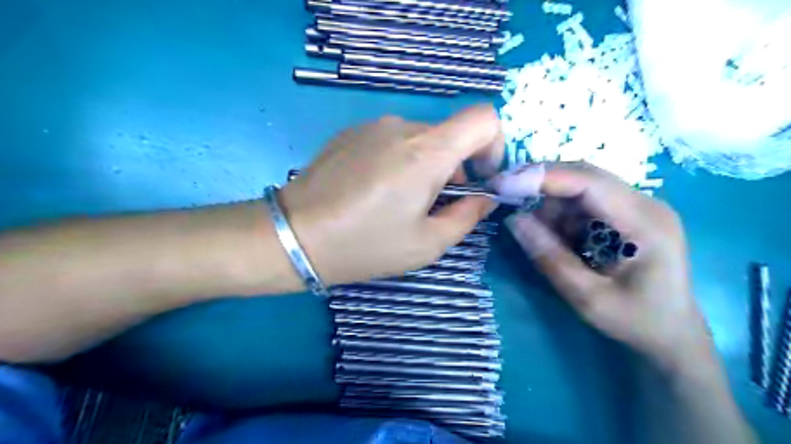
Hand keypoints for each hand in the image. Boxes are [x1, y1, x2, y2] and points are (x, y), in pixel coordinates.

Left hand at [276, 104, 498, 284]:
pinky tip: (374, 190)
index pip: (483, 118)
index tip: (480, 177)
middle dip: (455, 167)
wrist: (294, 235)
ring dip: (425, 166)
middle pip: (450, 134)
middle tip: (434, 205)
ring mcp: (372, 126)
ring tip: (400, 202)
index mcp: (427, 151)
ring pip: (420, 139)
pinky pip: (391, 140)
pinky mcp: (351, 132)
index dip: (494, 144)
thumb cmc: (365, 245)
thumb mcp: (426, 244)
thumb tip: (485, 198)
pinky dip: (399, 161)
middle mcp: (402, 126)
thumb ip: (467, 217)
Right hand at [494, 162, 709, 370]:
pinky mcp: (626, 215)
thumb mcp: (588, 298)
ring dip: (550, 205)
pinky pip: (584, 203)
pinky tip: (557, 239)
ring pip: (580, 187)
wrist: (672, 335)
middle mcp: (645, 204)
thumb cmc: (636, 322)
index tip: (504, 184)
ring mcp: (637, 207)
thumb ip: (551, 258)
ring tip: (539, 237)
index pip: (589, 182)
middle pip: (585, 176)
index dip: (544, 178)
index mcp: (645, 222)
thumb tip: (514, 220)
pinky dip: (560, 215)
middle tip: (505, 196)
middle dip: (541, 184)